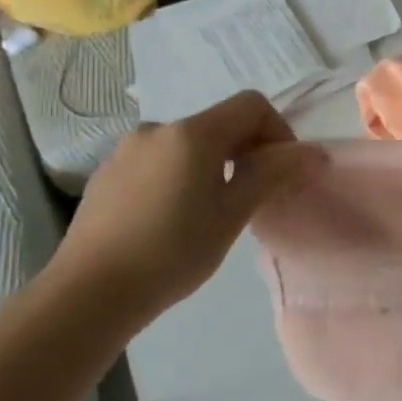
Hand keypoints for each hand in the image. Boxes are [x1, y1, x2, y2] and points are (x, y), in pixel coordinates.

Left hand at [44, 92, 325, 323]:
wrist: (87, 294)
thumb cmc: (172, 252)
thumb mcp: (233, 214)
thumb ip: (273, 174)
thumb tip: (314, 152)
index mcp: (192, 134)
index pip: (251, 106)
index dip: (278, 130)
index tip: (282, 171)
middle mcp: (157, 130)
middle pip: (220, 123)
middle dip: (248, 151)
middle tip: (255, 196)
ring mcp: (126, 151)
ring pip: (189, 145)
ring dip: (214, 165)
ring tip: (213, 211)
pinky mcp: (107, 175)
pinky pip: (159, 161)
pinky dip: (181, 176)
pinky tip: (174, 219)